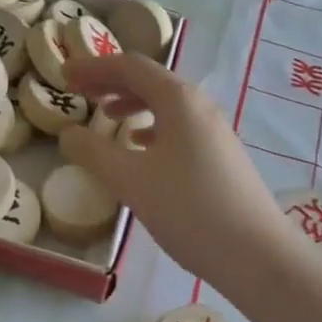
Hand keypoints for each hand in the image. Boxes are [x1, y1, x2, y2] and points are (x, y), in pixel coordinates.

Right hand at [60, 52, 297, 286]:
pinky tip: (140, 146)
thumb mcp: (131, 180)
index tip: (64, 74)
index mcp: (178, 100)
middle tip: (78, 90)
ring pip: (165, 104)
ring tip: (105, 115)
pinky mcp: (221, 155)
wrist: (257, 254)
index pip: (130, 67)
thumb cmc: (189, 209)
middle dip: (111, 82)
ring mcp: (214, 131)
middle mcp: (199, 106)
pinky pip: (178, 126)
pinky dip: (152, 127)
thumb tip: (68, 133)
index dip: (94, 67)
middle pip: (149, 80)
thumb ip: (94, 152)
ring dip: (131, 103)